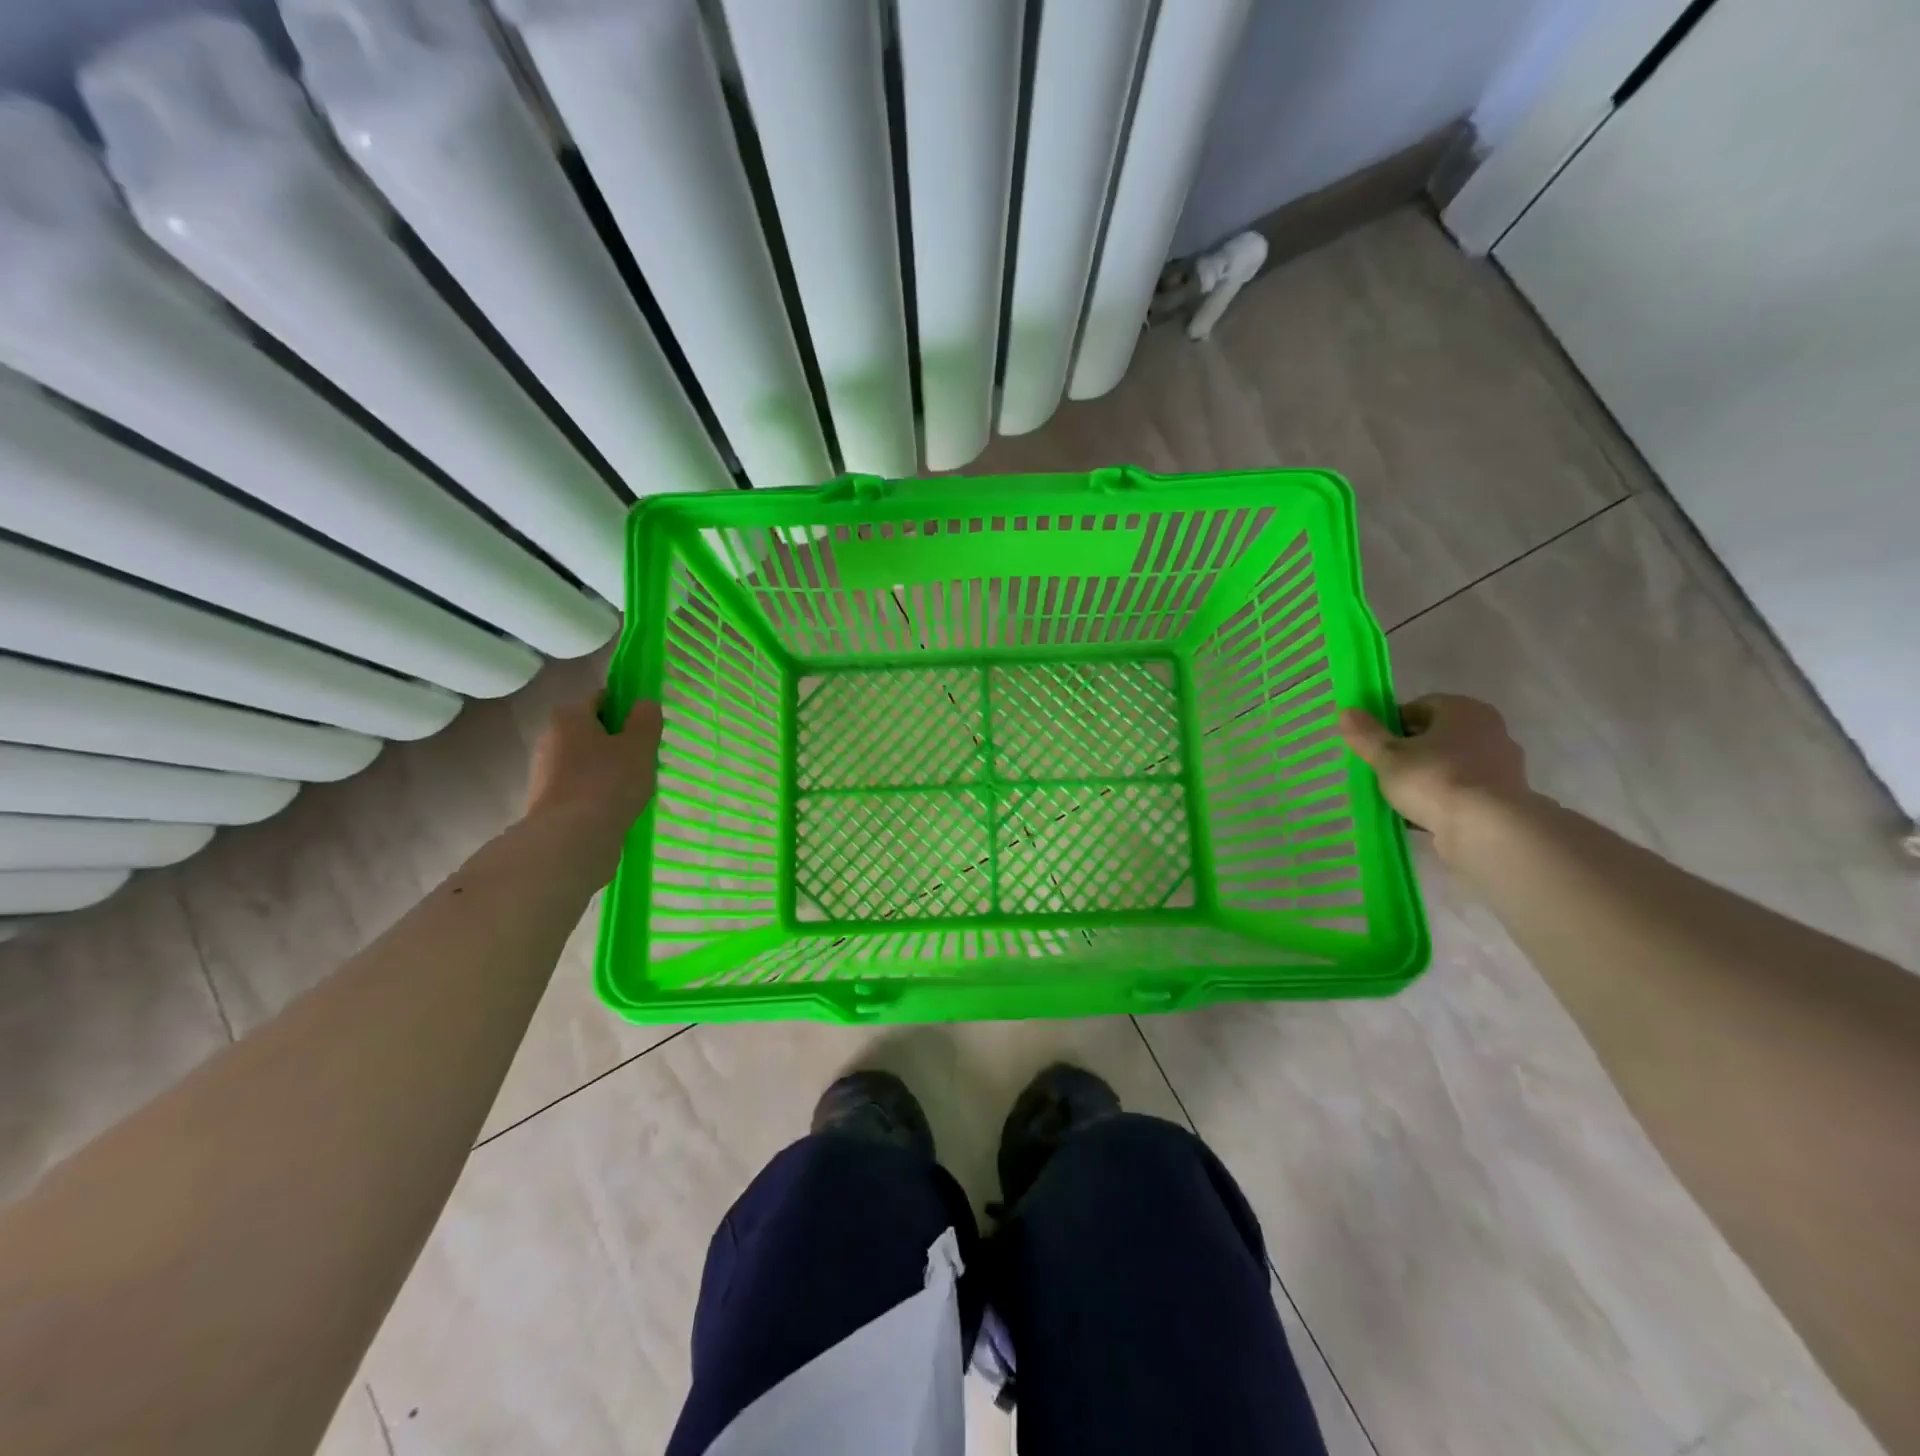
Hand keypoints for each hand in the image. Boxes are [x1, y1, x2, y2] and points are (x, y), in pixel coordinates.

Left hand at [524, 694, 662, 876]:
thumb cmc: (609, 782)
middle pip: (591, 730)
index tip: (646, 730)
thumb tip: (645, 704)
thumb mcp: (640, 746)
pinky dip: (597, 791)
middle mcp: (549, 737)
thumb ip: (646, 720)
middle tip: (644, 760)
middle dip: (617, 742)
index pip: (601, 698)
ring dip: (608, 768)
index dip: (626, 709)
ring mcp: (543, 770)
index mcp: (569, 716)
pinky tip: (615, 807)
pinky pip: (579, 785)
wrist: (571, 839)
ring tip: (633, 788)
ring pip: (586, 760)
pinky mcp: (545, 800)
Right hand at [1338, 694, 1530, 848]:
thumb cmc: (1434, 779)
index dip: (1392, 723)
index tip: (1374, 744)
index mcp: (1464, 710)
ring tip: (1399, 795)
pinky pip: (1463, 790)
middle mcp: (1489, 730)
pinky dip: (1443, 798)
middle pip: (1437, 735)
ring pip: (1450, 764)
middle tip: (1383, 768)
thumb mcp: (1387, 756)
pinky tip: (1421, 814)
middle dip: (1409, 750)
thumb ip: (1366, 734)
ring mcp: (1501, 765)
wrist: (1487, 829)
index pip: (1420, 706)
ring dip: (1426, 775)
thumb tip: (1347, 712)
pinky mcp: (1505, 797)